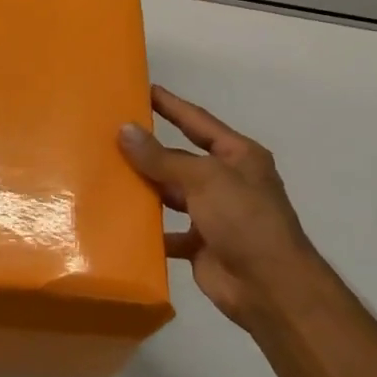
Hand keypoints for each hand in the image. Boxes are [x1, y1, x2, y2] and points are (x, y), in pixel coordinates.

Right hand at [118, 86, 320, 335]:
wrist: (269, 287)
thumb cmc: (244, 220)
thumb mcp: (204, 179)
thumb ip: (162, 157)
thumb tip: (124, 129)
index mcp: (238, 157)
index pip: (198, 122)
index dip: (172, 105)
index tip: (143, 89)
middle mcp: (226, 181)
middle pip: (180, 159)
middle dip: (149, 150)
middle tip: (110, 134)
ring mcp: (213, 214)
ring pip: (171, 194)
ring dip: (145, 188)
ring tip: (106, 174)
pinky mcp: (200, 244)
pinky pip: (167, 231)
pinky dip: (147, 230)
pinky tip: (118, 222)